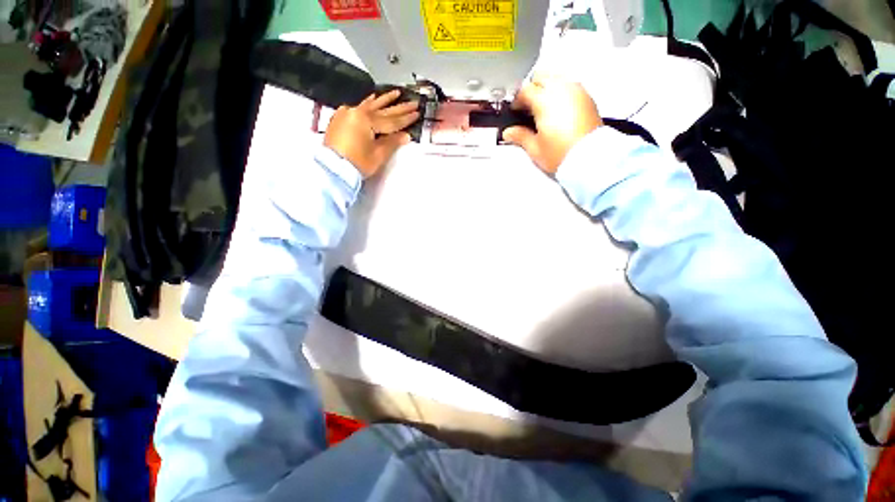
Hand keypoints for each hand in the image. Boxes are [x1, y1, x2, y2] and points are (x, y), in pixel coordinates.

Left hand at [324, 90, 419, 177]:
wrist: (333, 169)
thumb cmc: (357, 163)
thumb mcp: (378, 154)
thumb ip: (392, 142)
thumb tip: (405, 135)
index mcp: (366, 120)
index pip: (391, 120)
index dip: (406, 118)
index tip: (417, 113)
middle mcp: (356, 112)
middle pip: (383, 110)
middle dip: (399, 107)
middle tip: (413, 102)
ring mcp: (347, 113)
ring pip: (370, 105)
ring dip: (384, 99)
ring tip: (396, 93)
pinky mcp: (341, 118)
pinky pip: (358, 107)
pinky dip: (368, 103)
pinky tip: (373, 98)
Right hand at [503, 74, 602, 173]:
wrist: (589, 157)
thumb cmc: (563, 153)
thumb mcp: (535, 148)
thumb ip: (520, 136)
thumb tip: (509, 133)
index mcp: (544, 100)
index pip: (525, 90)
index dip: (517, 100)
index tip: (515, 110)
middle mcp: (561, 89)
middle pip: (541, 76)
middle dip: (531, 88)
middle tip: (527, 107)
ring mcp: (576, 91)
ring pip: (556, 77)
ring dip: (546, 87)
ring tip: (542, 108)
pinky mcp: (586, 97)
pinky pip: (569, 85)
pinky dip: (560, 91)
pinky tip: (557, 109)